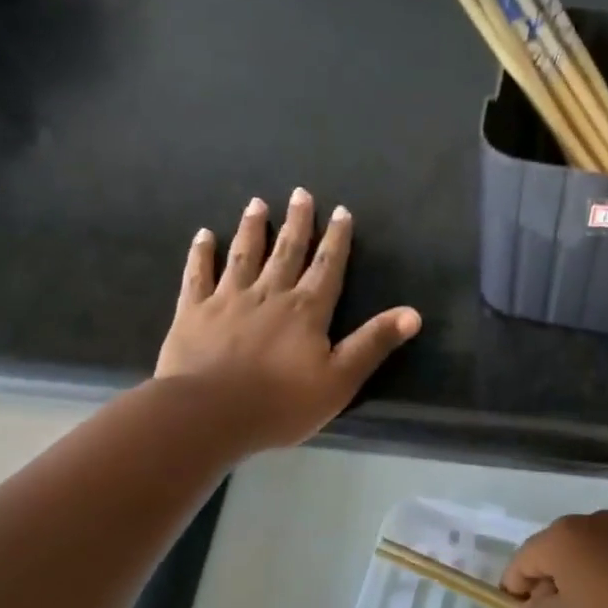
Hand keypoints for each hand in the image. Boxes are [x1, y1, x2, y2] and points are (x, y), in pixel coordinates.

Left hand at [156, 189, 420, 452]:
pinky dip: (202, 254)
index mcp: (307, 309)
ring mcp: (228, 299)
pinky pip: (199, 275)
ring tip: (257, 203)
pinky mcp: (194, 312)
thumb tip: (413, 314)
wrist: (208, 414)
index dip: (337, 239)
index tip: (341, 211)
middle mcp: (270, 294)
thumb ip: (373, 343)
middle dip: (297, 222)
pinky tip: (204, 235)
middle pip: (287, 251)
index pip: (327, 266)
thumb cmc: (280, 403)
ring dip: (253, 228)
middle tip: (300, 193)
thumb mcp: (340, 380)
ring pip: (244, 255)